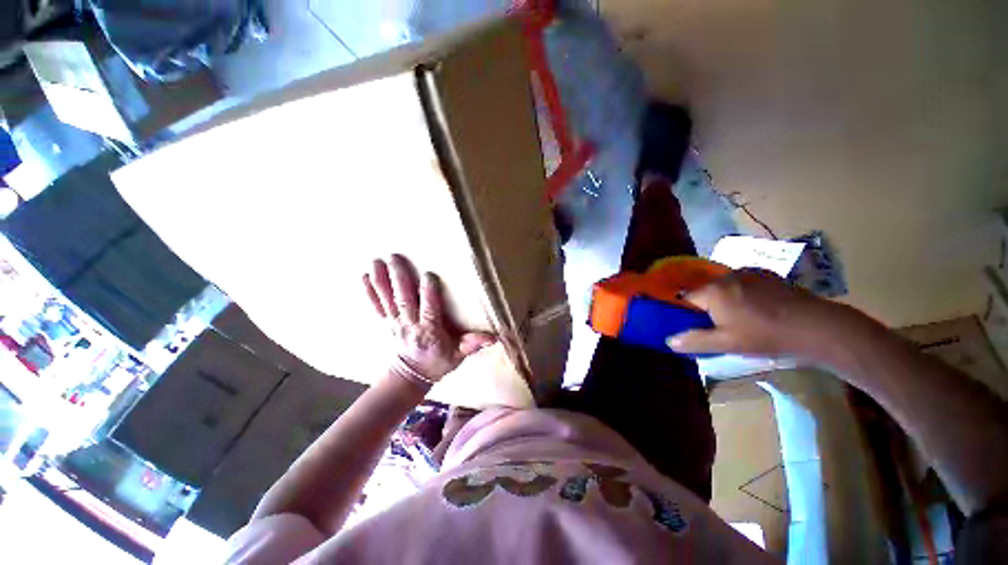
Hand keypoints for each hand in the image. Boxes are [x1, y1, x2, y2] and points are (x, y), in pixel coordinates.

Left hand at [363, 255, 494, 385]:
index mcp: (429, 331)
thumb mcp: (458, 356)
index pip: (429, 310)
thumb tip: (493, 337)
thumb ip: (472, 345)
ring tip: (375, 262)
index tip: (428, 275)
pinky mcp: (387, 323)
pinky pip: (377, 307)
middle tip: (394, 258)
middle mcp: (410, 325)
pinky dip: (370, 292)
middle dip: (399, 279)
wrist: (411, 377)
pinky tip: (364, 277)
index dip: (428, 294)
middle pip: (404, 300)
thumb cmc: (438, 363)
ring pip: (388, 301)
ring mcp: (395, 323)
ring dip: (381, 281)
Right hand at [667, 269, 852, 360]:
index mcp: (713, 291)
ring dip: (725, 300)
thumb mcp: (727, 344)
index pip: (685, 297)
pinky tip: (759, 309)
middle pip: (705, 291)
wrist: (818, 327)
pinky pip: (743, 283)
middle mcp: (727, 276)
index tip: (698, 326)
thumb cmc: (766, 336)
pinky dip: (743, 293)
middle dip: (707, 306)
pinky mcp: (767, 274)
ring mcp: (748, 272)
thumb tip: (669, 340)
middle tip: (722, 326)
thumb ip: (695, 340)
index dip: (687, 312)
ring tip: (743, 319)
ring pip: (724, 286)